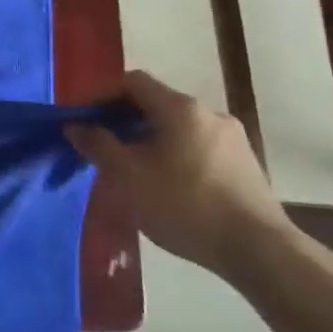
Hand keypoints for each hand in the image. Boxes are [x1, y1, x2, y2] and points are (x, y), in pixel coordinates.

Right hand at [66, 69, 289, 276]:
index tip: (84, 123)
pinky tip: (166, 187)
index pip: (133, 82)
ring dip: (148, 141)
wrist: (257, 249)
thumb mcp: (128, 176)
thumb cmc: (184, 206)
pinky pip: (197, 147)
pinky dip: (173, 156)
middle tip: (102, 150)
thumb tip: (76, 126)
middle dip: (124, 122)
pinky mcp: (244, 164)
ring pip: (177, 128)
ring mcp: (232, 139)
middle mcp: (209, 113)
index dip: (102, 97)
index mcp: (180, 108)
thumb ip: (98, 145)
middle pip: (155, 104)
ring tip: (132, 172)